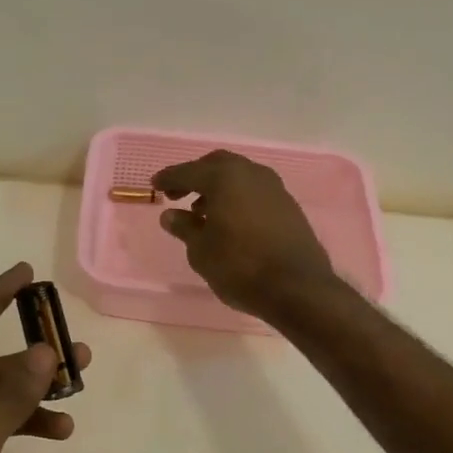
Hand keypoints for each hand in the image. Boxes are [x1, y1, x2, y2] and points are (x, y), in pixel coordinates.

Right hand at [152, 151, 337, 319]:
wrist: (298, 288)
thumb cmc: (240, 267)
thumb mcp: (201, 251)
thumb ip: (184, 227)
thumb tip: (171, 215)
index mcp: (225, 178)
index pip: (188, 171)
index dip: (169, 178)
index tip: (154, 185)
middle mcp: (251, 174)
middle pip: (217, 165)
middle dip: (195, 176)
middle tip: (177, 194)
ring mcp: (274, 188)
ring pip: (239, 176)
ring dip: (217, 187)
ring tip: (201, 211)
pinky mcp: (288, 206)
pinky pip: (254, 191)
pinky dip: (236, 197)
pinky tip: (229, 221)